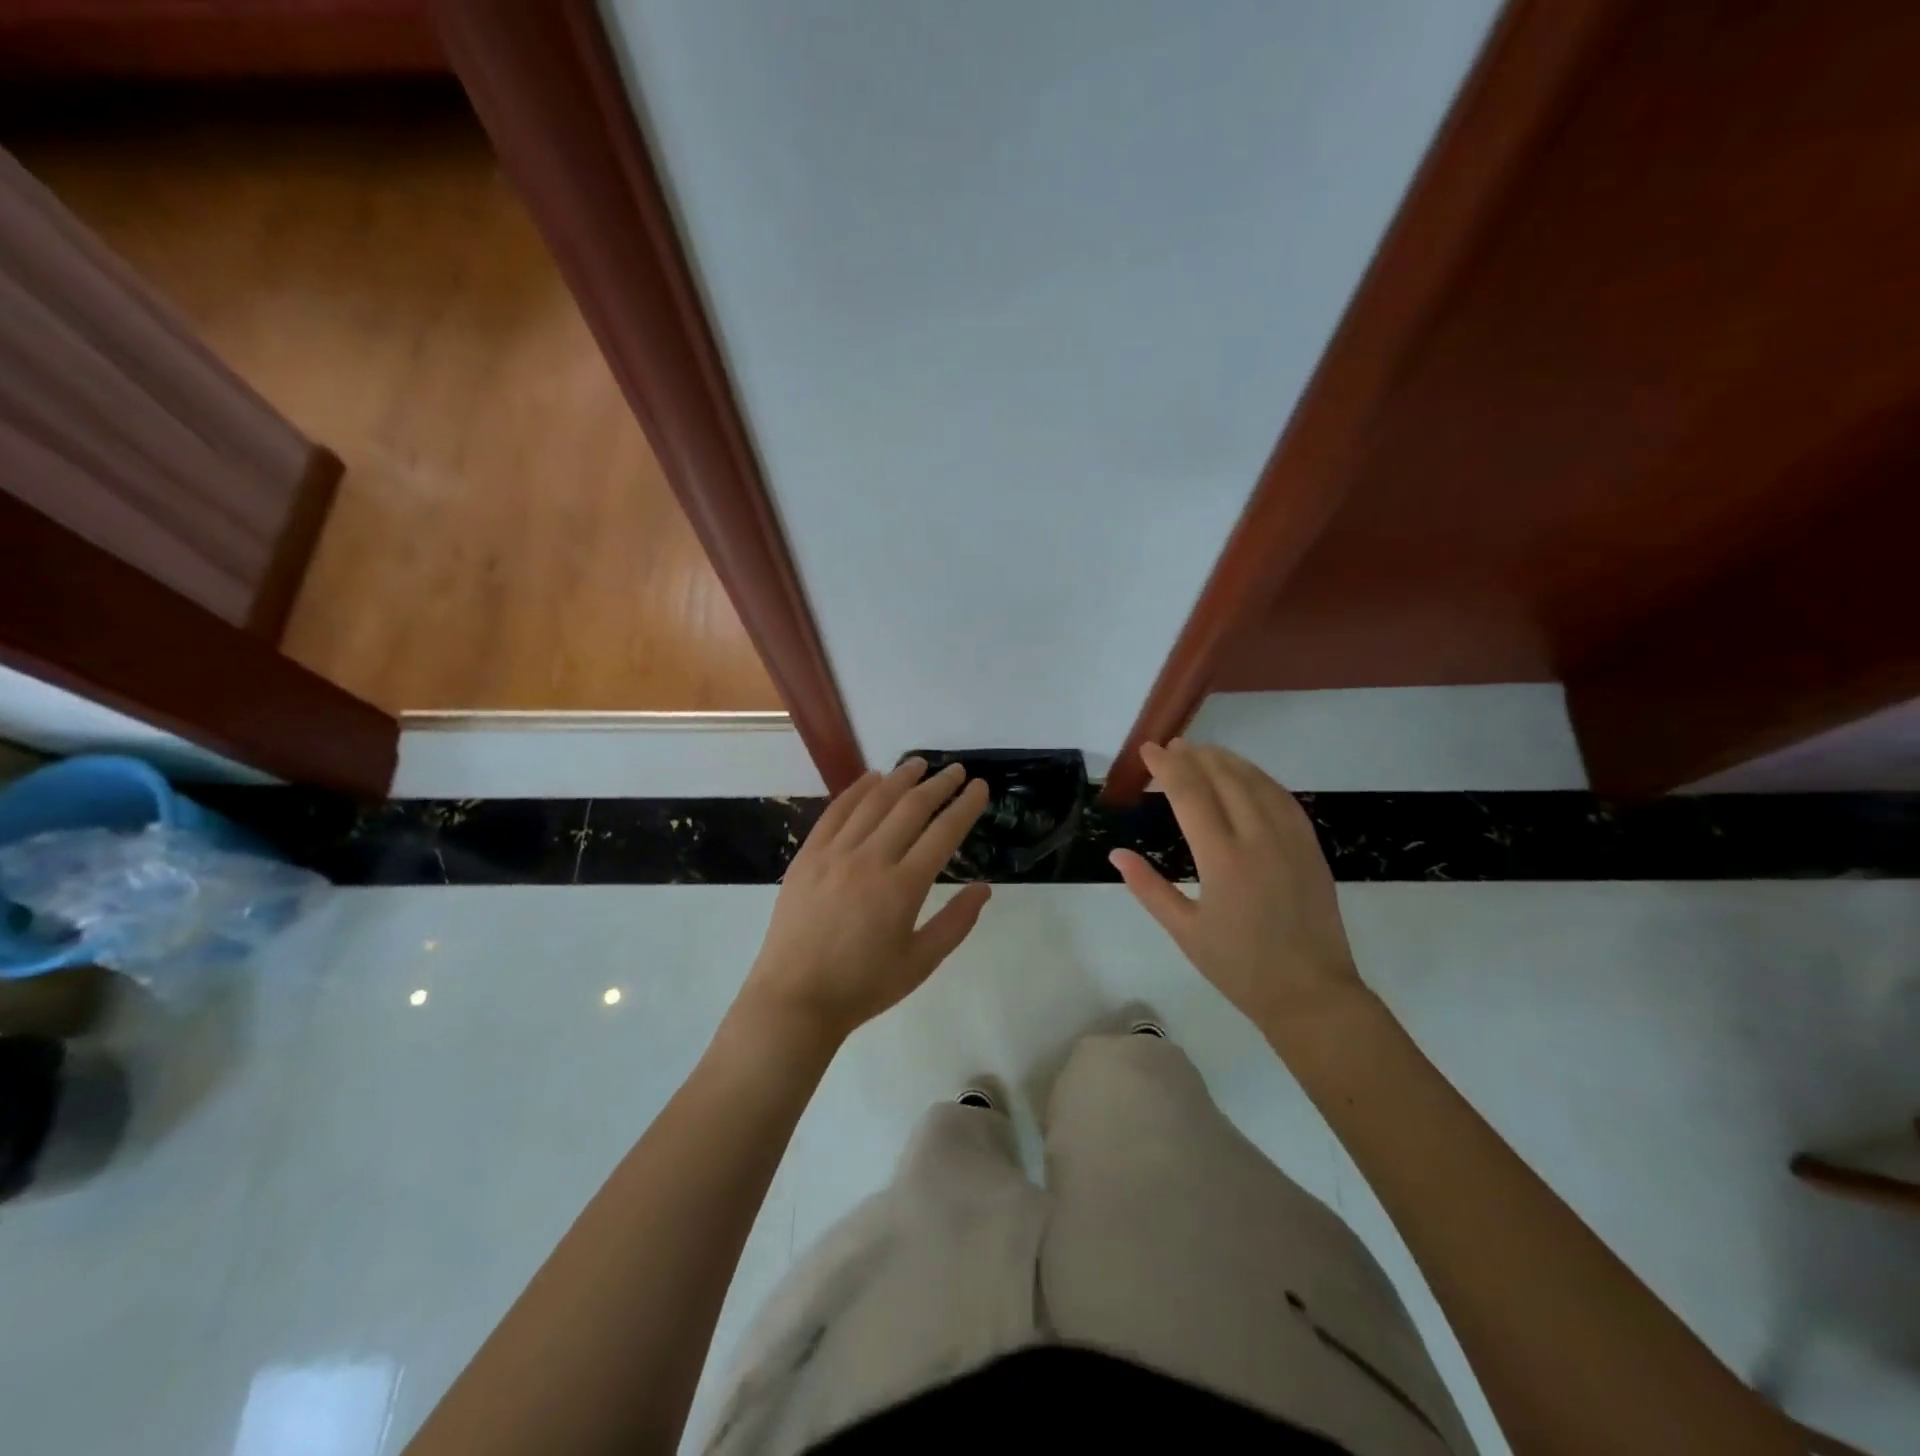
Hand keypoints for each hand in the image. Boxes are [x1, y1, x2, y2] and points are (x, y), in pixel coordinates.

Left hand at [738, 759, 991, 1048]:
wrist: (795, 999)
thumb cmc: (863, 986)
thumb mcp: (920, 963)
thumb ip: (956, 923)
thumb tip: (984, 887)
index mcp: (902, 887)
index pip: (943, 833)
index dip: (965, 806)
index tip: (980, 787)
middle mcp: (870, 860)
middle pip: (910, 808)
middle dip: (938, 785)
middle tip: (956, 770)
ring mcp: (834, 854)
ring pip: (873, 802)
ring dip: (899, 778)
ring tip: (918, 764)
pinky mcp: (807, 856)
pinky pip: (835, 812)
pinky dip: (856, 790)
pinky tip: (871, 778)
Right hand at [1111, 740, 1364, 1035]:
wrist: (1311, 994)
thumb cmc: (1240, 968)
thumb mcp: (1185, 932)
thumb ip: (1148, 888)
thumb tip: (1116, 854)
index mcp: (1223, 860)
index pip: (1190, 795)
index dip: (1167, 767)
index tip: (1149, 750)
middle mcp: (1258, 840)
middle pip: (1224, 779)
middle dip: (1195, 756)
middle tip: (1173, 745)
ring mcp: (1291, 841)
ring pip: (1257, 783)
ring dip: (1228, 761)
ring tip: (1205, 750)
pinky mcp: (1311, 848)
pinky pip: (1284, 799)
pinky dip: (1261, 779)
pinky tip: (1248, 776)